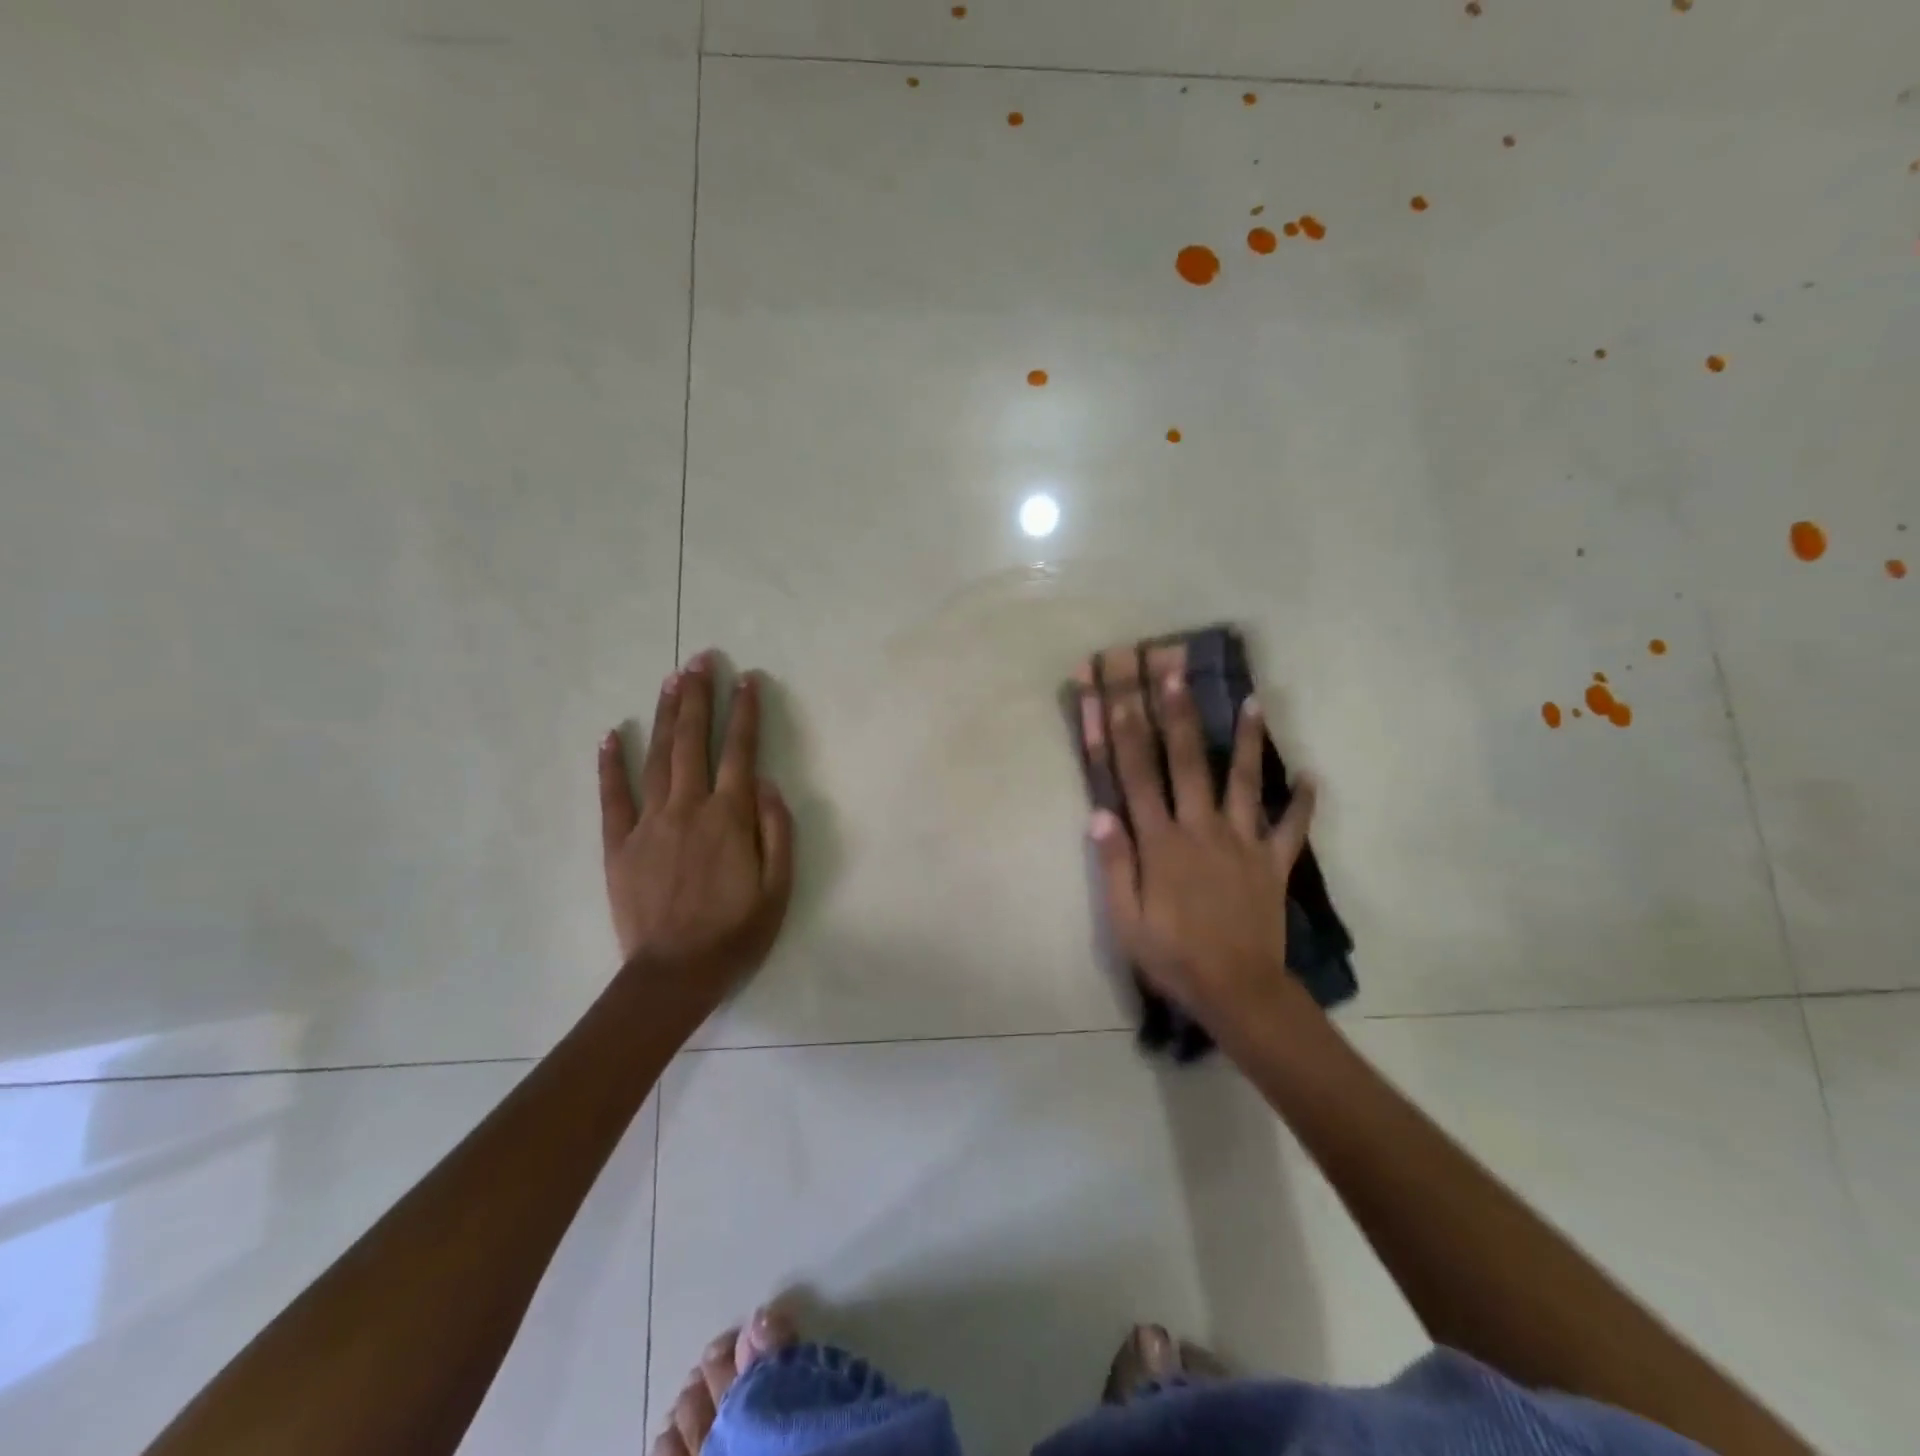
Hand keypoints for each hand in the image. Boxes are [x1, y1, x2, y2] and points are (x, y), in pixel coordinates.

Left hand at [598, 654, 794, 1021]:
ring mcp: (649, 824)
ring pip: (658, 758)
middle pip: (693, 742)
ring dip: (665, 715)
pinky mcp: (620, 844)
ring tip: (671, 680)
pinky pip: (613, 797)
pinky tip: (613, 735)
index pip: (741, 752)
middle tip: (700, 659)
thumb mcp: (779, 888)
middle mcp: (689, 808)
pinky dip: (612, 764)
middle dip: (699, 697)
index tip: (747, 679)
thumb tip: (768, 782)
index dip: (745, 712)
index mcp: (730, 817)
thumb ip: (777, 831)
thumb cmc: (736, 933)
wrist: (675, 975)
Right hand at [1085, 665, 1319, 1032]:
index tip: (1117, 694)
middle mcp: (1201, 829)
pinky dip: (1303, 803)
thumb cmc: (1172, 956)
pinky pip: (1292, 828)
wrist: (1237, 991)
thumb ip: (1114, 864)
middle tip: (1175, 672)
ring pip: (1245, 782)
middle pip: (1188, 762)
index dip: (1124, 732)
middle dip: (1178, 714)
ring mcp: (1243, 842)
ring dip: (1248, 740)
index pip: (1136, 776)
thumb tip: (1099, 814)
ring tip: (1254, 701)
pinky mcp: (1273, 862)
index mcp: (1161, 842)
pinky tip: (1312, 777)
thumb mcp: (1125, 919)